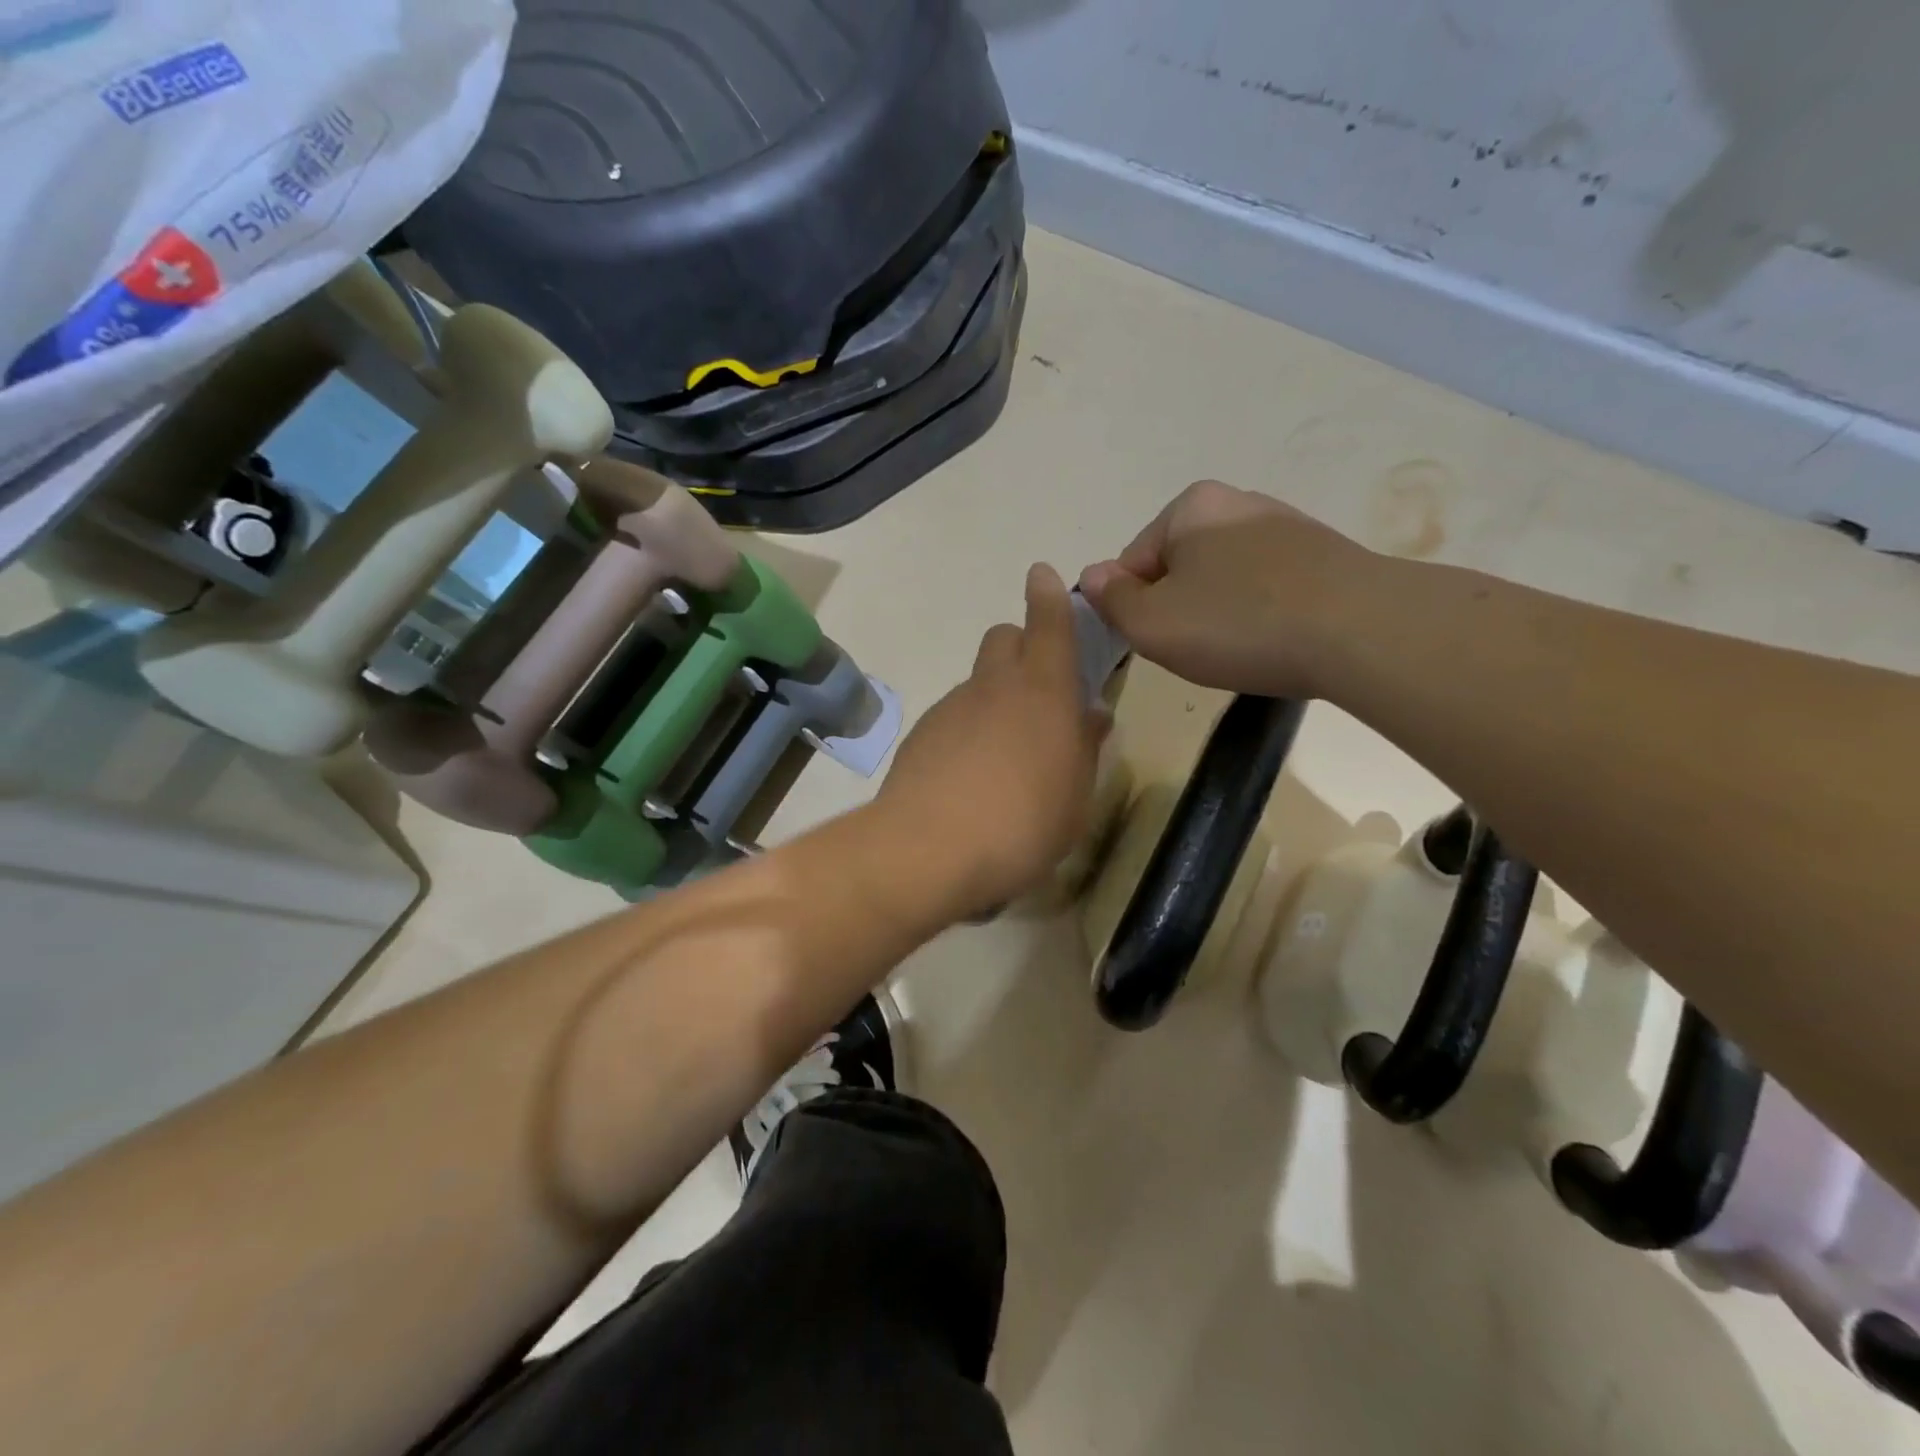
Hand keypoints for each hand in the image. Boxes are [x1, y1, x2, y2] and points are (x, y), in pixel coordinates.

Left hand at [877, 564, 1106, 918]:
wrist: (930, 850)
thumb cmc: (1024, 826)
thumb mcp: (1075, 797)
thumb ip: (1084, 750)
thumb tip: (1090, 716)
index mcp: (1044, 692)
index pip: (1048, 625)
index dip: (1048, 597)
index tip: (1041, 575)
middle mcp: (994, 687)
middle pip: (1003, 638)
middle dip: (1021, 646)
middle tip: (1037, 690)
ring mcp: (952, 708)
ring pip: (977, 682)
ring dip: (994, 698)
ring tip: (1004, 755)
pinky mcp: (921, 735)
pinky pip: (952, 716)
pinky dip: (966, 730)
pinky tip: (969, 777)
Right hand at [1078, 480, 1375, 698]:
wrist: (1361, 631)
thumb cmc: (1238, 623)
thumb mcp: (1152, 624)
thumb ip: (1111, 601)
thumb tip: (1092, 576)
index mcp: (1190, 507)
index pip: (1133, 561)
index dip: (1134, 608)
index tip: (1156, 642)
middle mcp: (1239, 503)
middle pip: (1181, 567)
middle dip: (1178, 609)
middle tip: (1196, 650)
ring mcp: (1287, 527)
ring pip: (1225, 579)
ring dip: (1219, 614)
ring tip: (1240, 651)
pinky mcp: (1325, 557)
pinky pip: (1268, 588)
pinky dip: (1260, 615)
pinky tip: (1275, 643)